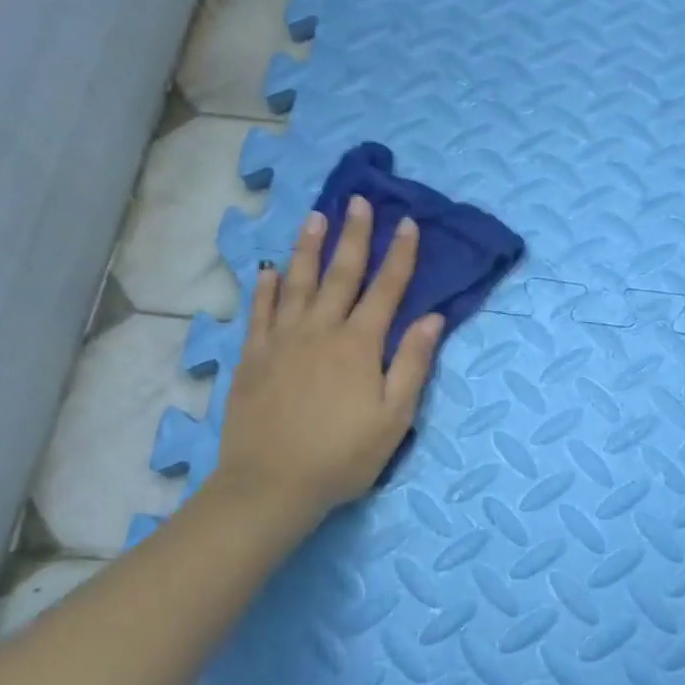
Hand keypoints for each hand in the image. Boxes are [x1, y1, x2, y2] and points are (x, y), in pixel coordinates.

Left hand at [213, 196, 443, 514]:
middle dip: (353, 236)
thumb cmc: (343, 455)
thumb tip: (432, 318)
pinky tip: (269, 270)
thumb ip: (412, 363)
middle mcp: (320, 330)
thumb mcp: (394, 417)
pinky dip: (266, 287)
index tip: (407, 223)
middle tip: (358, 201)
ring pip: (297, 282)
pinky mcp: (252, 357)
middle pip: (340, 274)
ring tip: (315, 216)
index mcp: (359, 345)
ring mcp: (281, 341)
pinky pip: (260, 311)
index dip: (400, 255)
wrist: (272, 483)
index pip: (386, 290)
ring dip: (308, 248)